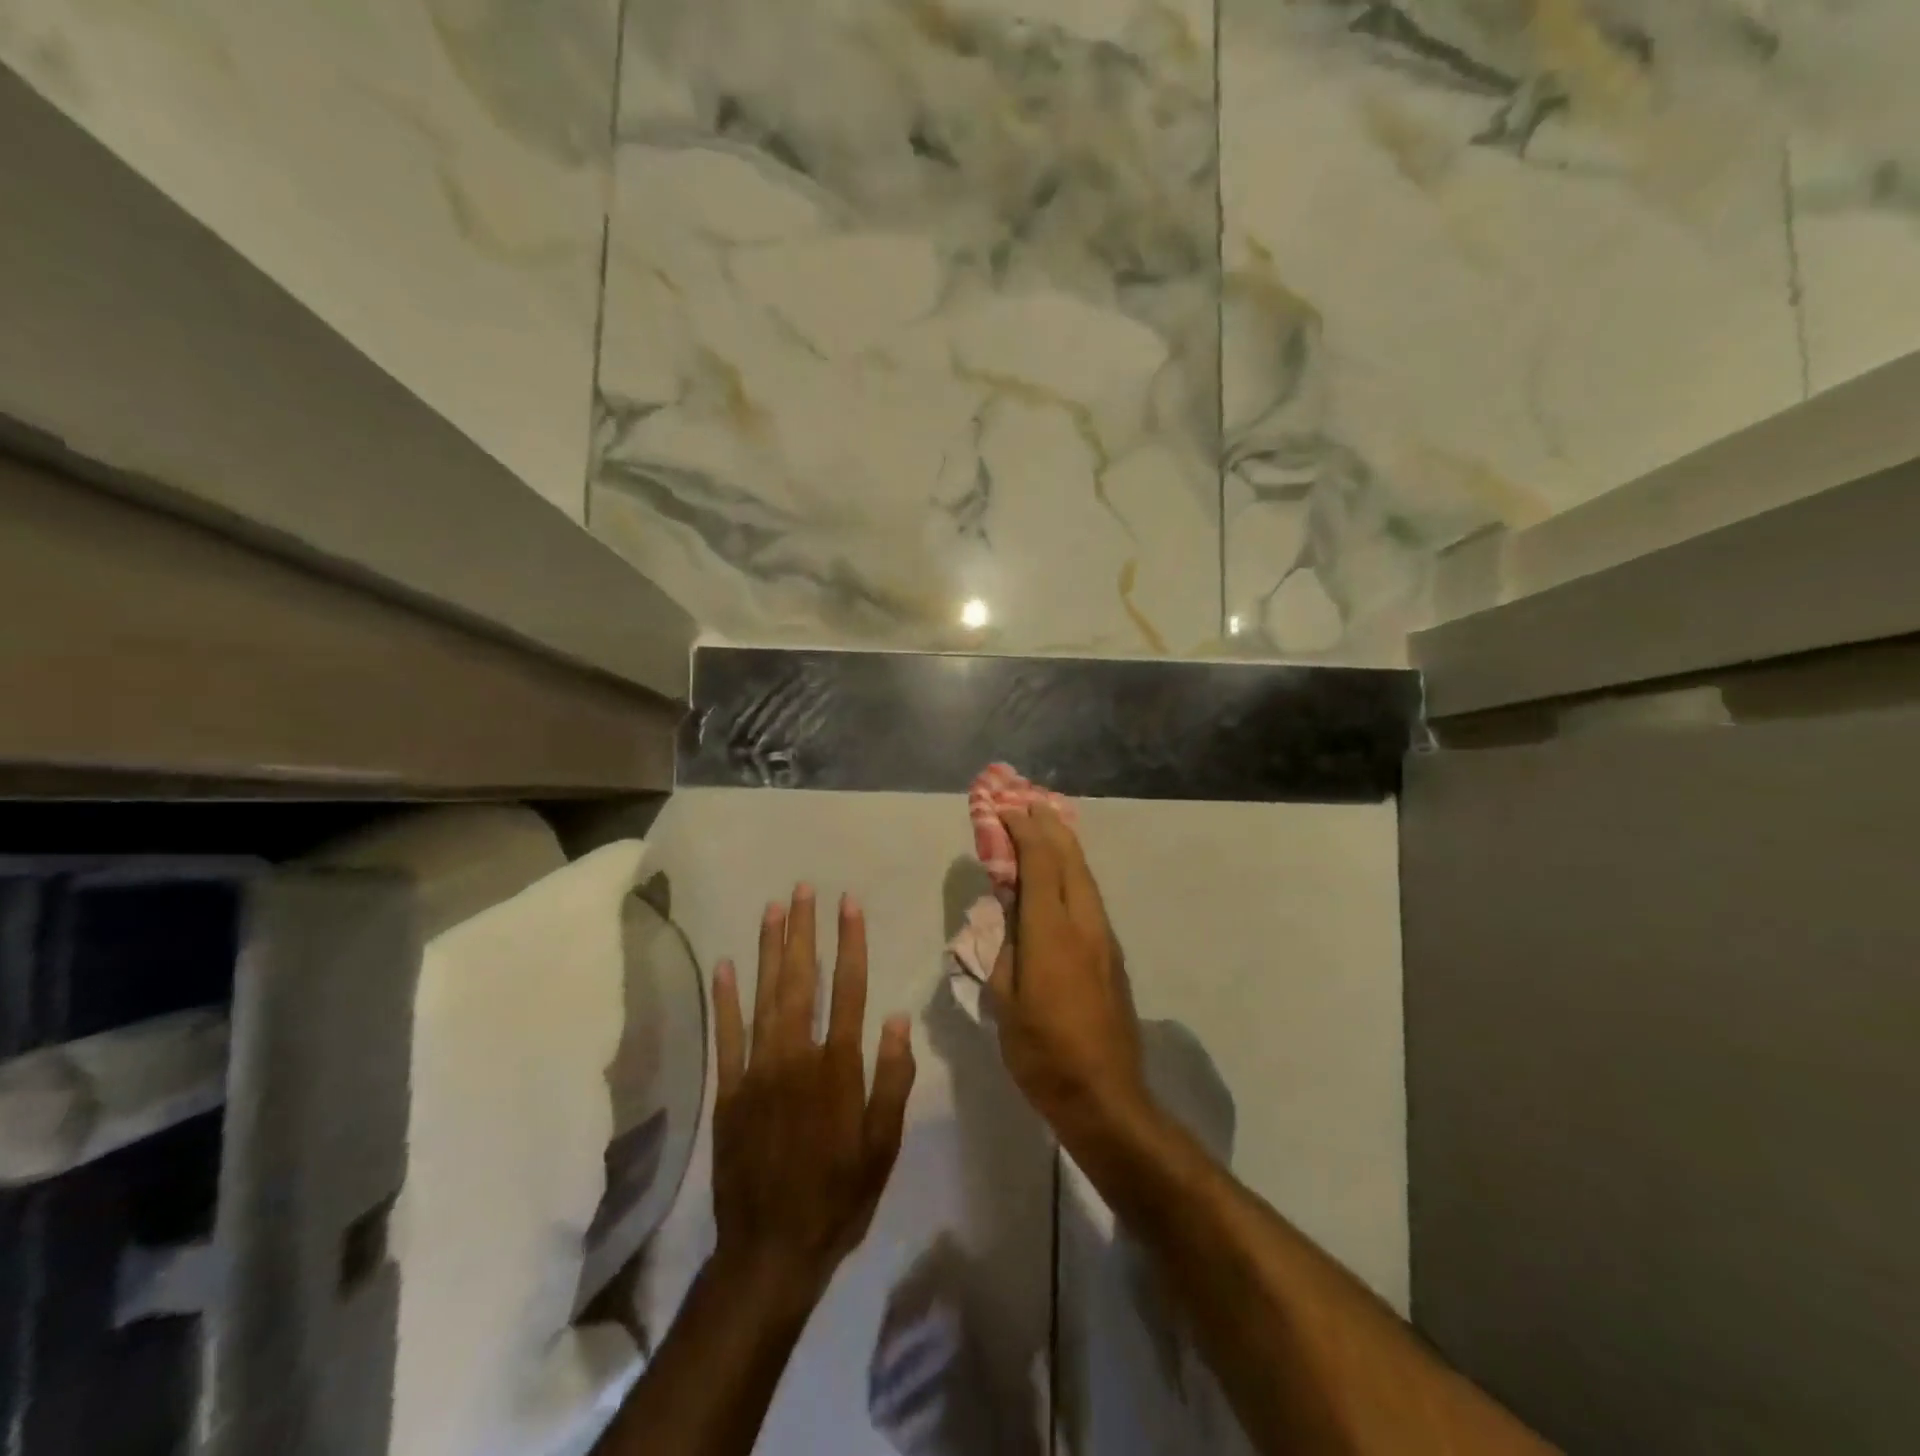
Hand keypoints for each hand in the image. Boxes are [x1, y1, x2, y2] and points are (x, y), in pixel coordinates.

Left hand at [710, 885, 915, 1307]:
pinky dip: (725, 999)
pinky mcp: (728, 1091)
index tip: (848, 904)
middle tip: (804, 889)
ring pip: (765, 997)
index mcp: (838, 1068)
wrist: (772, 1250)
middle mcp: (796, 1057)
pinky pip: (726, 1036)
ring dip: (769, 950)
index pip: (849, 989)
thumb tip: (896, 1019)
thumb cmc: (839, 1196)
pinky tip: (725, 965)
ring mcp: (757, 1071)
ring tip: (773, 909)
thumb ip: (891, 1079)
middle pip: (803, 981)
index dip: (850, 943)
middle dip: (804, 931)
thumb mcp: (883, 1146)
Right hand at [987, 805, 1149, 1148]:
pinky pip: (1090, 895)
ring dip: (1064, 845)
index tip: (1004, 810)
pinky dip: (1073, 871)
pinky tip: (1062, 872)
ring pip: (1085, 875)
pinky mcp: (1112, 953)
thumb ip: (1004, 949)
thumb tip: (1006, 915)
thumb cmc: (1043, 1052)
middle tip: (1027, 802)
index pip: (1039, 862)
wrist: (1106, 1095)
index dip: (1022, 830)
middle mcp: (1084, 922)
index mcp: (1051, 931)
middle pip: (1069, 858)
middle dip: (1048, 825)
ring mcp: (1104, 936)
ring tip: (1046, 825)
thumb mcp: (1005, 1001)